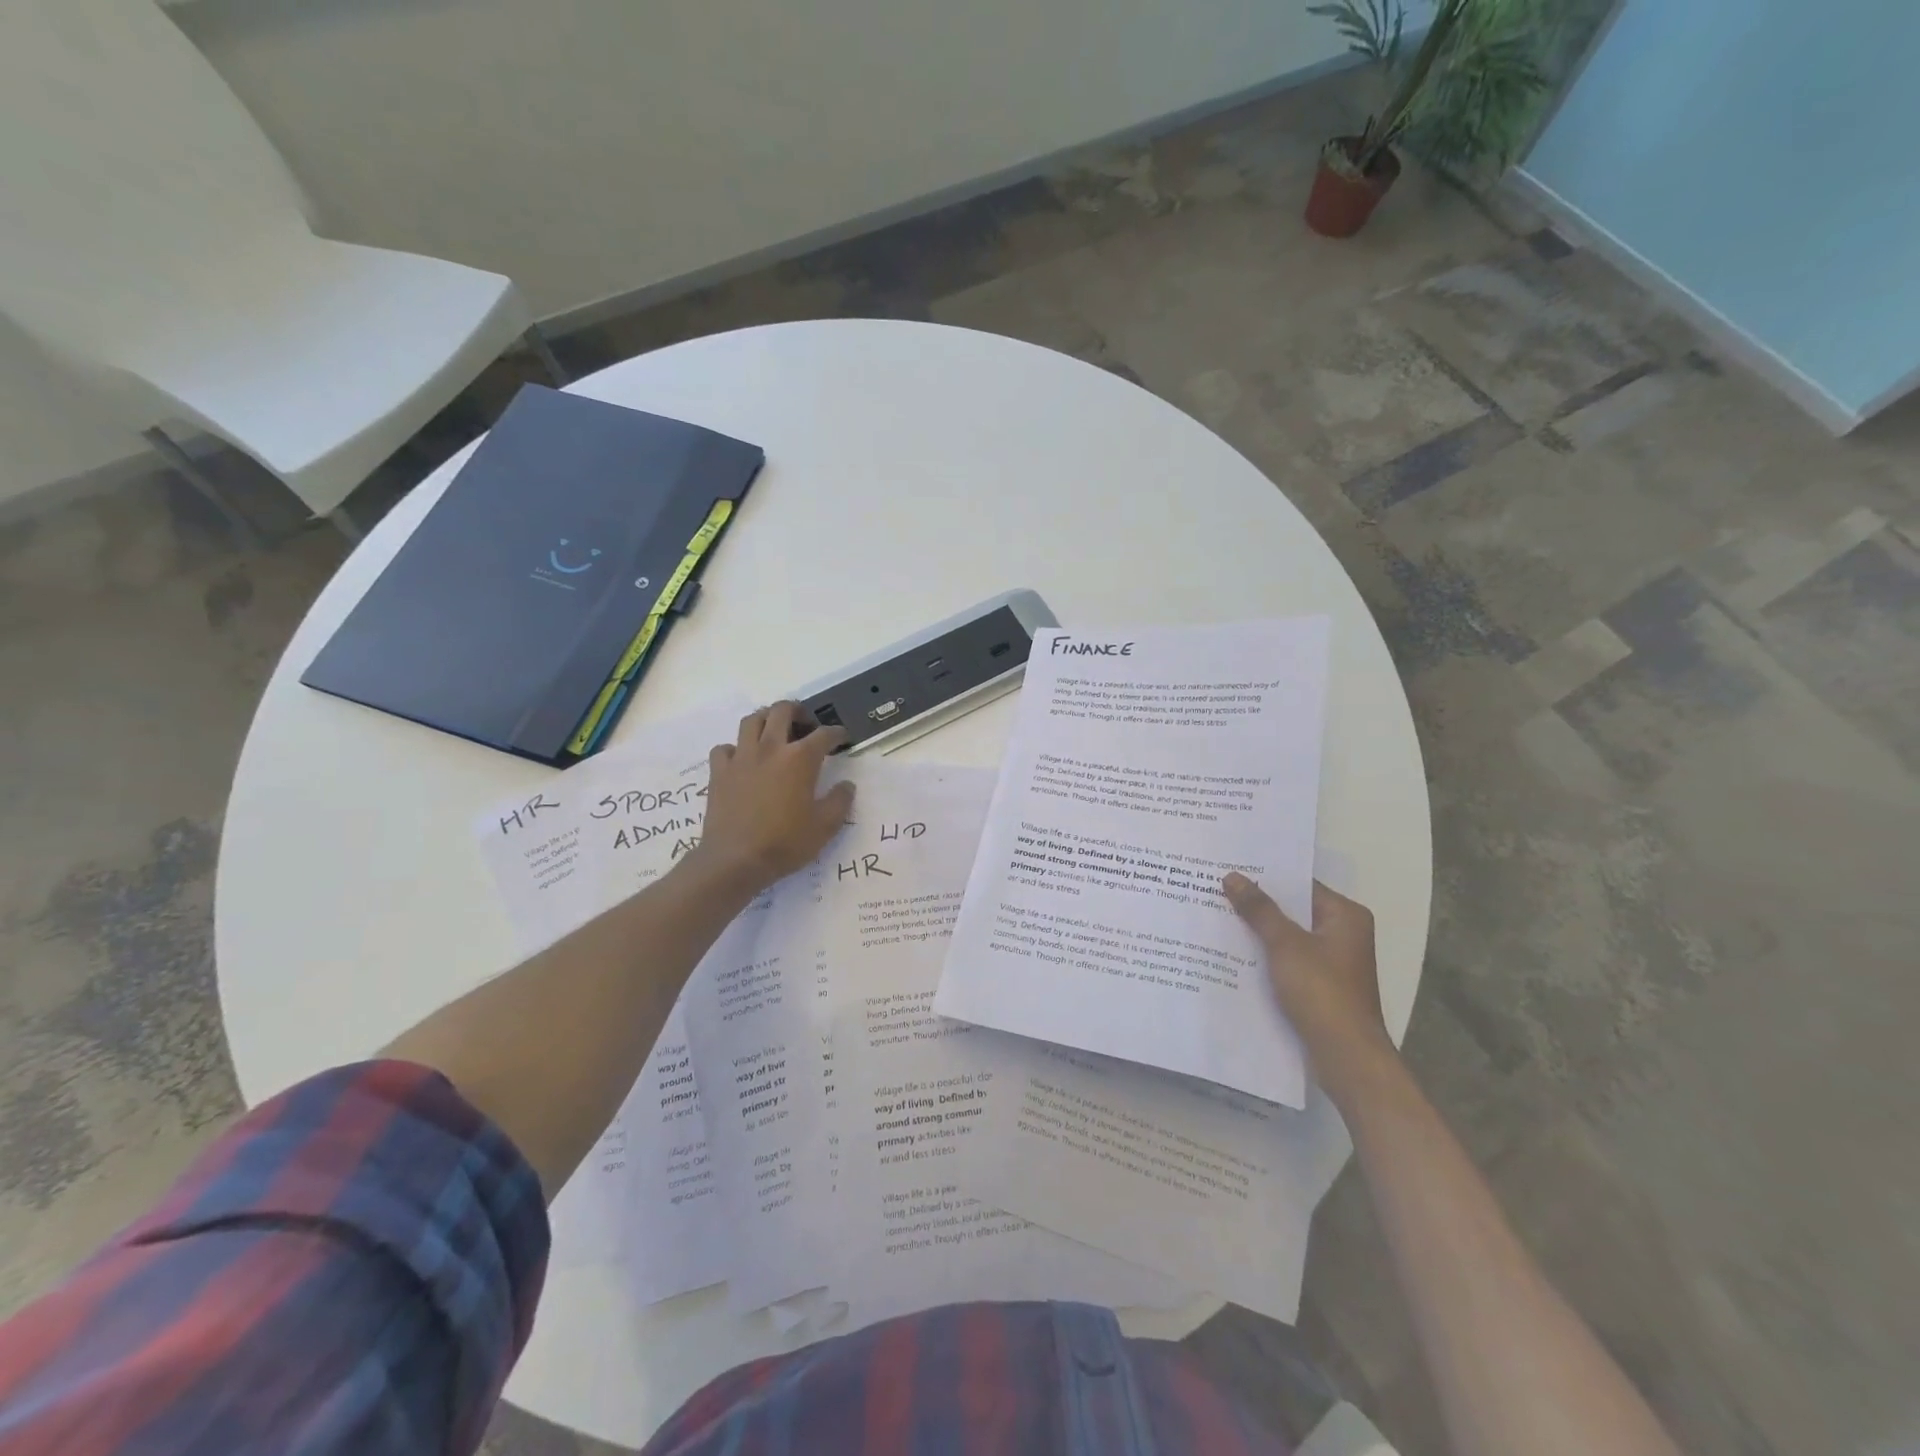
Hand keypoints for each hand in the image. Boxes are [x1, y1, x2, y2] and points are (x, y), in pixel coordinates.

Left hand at [694, 702, 852, 889]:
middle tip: (806, 724)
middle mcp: (770, 748)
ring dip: (766, 720)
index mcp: (800, 759)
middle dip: (798, 711)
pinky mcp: (718, 772)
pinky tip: (743, 760)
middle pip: (782, 710)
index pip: (824, 734)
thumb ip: (840, 801)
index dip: (837, 733)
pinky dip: (735, 748)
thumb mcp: (825, 827)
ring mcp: (741, 758)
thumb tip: (847, 785)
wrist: (735, 860)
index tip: (842, 739)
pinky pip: (725, 747)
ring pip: (751, 720)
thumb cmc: (785, 843)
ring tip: (774, 732)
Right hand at [1222, 873, 1394, 1107]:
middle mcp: (1343, 934)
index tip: (1230, 870)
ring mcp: (1333, 962)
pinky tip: (1233, 955)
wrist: (1345, 1056)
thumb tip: (1232, 876)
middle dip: (1257, 906)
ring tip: (1217, 918)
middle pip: (1293, 911)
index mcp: (1345, 916)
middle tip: (1215, 891)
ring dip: (1259, 932)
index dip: (1265, 878)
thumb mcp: (1285, 944)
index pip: (1300, 885)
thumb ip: (1259, 909)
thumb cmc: (1321, 991)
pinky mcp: (1321, 986)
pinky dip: (1265, 957)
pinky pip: (1288, 961)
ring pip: (1288, 937)